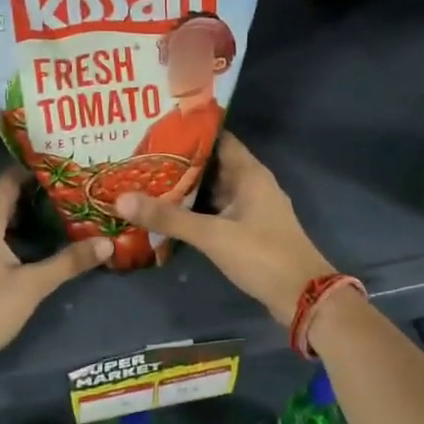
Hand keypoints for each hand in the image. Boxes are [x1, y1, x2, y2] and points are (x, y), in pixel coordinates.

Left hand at [0, 168, 111, 373]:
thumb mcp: (33, 286)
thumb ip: (69, 261)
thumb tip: (108, 242)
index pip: (9, 179)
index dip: (36, 171)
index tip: (66, 170)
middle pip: (1, 198)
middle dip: (33, 196)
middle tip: (69, 196)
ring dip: (19, 218)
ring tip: (54, 220)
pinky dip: (4, 235)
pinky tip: (25, 249)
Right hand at [116, 132, 335, 325]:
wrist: (303, 296)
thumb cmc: (262, 255)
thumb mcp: (212, 235)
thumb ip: (168, 218)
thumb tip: (121, 198)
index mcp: (249, 173)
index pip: (217, 138)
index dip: (189, 131)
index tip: (155, 127)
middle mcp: (251, 184)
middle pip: (211, 164)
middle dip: (179, 161)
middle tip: (139, 156)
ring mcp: (250, 208)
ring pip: (212, 190)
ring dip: (185, 188)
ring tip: (145, 180)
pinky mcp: (247, 231)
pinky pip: (216, 211)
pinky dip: (195, 210)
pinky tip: (168, 214)